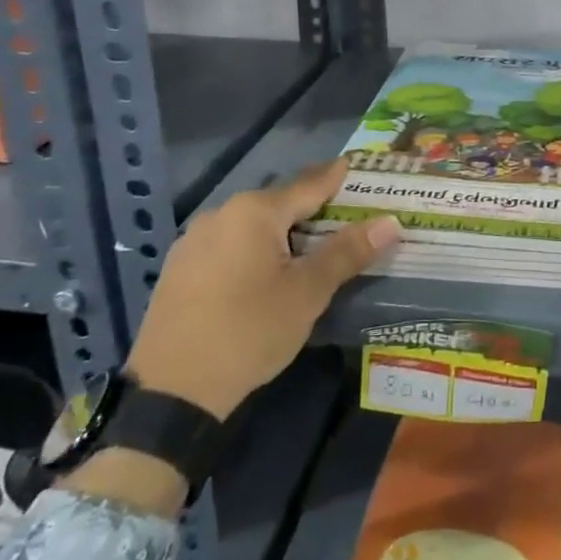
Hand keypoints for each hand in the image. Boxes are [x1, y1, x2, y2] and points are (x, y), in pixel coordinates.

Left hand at [127, 160, 398, 419]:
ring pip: (252, 225)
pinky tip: (265, 273)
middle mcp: (221, 214)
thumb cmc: (249, 332)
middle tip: (345, 218)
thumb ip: (347, 253)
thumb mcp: (307, 293)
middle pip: (279, 204)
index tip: (358, 167)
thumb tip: (389, 222)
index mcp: (254, 212)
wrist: (171, 393)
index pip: (309, 184)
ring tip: (310, 248)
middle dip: (313, 209)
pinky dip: (254, 250)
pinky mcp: (179, 268)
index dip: (337, 177)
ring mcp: (194, 241)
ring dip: (282, 232)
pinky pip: (229, 245)